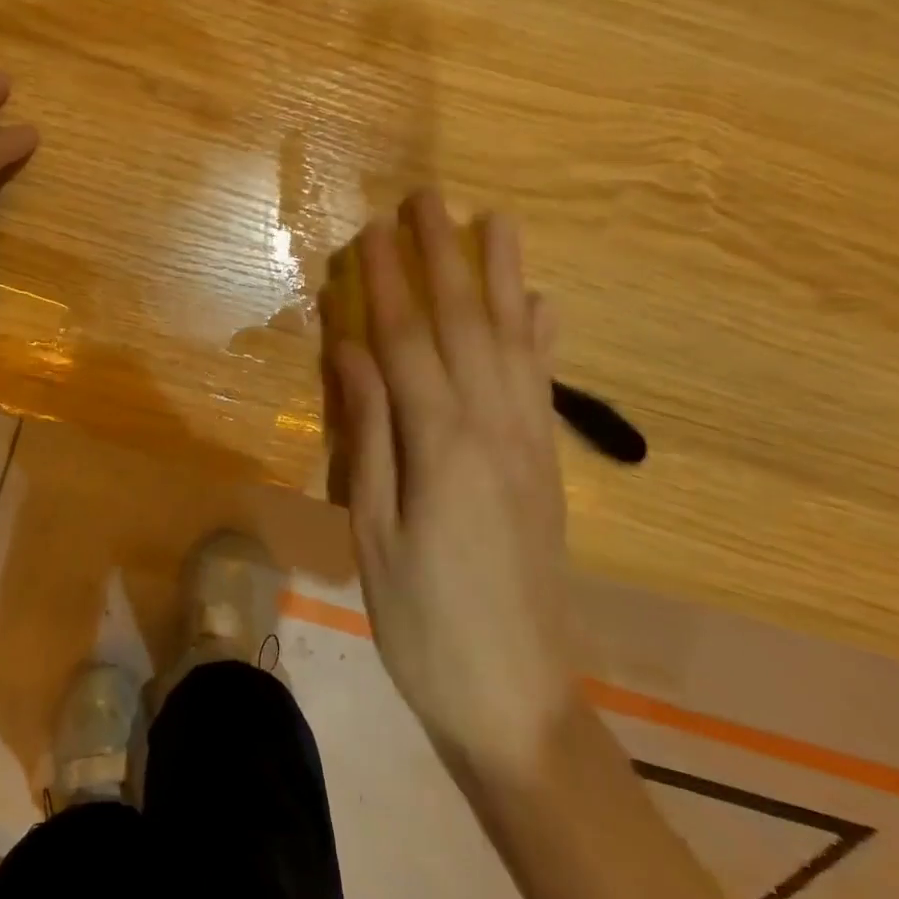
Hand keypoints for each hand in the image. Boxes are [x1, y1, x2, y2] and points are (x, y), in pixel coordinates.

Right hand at [324, 191, 575, 770]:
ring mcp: (529, 442)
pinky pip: (545, 383)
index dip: (387, 282)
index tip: (372, 231)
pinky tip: (542, 302)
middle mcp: (493, 426)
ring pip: (514, 339)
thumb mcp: (373, 531)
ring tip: (496, 220)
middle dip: (443, 256)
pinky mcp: (548, 463)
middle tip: (427, 199)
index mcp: (440, 444)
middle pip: (464, 323)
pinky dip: (543, 335)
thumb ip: (369, 433)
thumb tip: (350, 352)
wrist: (518, 699)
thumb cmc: (422, 620)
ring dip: (503, 275)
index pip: (406, 340)